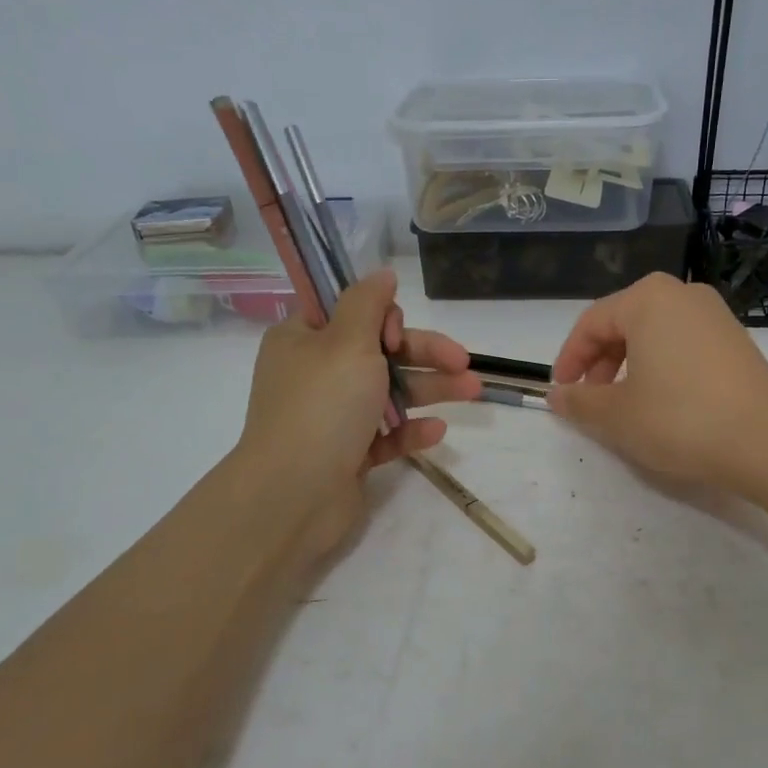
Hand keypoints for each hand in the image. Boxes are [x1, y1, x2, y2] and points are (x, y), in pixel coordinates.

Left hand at [231, 269, 479, 565]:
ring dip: (430, 389)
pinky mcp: (346, 454)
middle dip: (424, 355)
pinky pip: (384, 434)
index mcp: (303, 340)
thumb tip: (381, 273)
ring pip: (388, 393)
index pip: (349, 313)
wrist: (293, 495)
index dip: (382, 319)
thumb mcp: (347, 341)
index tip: (397, 335)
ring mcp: (331, 416)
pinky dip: (410, 430)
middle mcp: (315, 374)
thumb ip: (368, 303)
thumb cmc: (322, 406)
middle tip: (464, 361)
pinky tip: (437, 431)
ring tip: (474, 391)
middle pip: (379, 353)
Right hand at [549, 273, 767, 493]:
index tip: (561, 391)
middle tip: (591, 399)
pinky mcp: (736, 339)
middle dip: (599, 362)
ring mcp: (715, 315)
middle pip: (624, 323)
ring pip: (654, 334)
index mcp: (647, 299)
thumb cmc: (679, 418)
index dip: (569, 359)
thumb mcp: (616, 414)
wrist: (766, 441)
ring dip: (629, 365)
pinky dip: (661, 366)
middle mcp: (682, 294)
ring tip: (624, 404)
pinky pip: (682, 344)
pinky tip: (663, 402)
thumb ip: (579, 401)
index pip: (591, 323)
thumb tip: (557, 395)